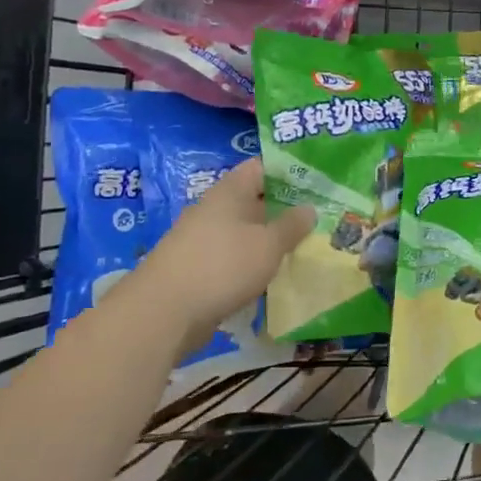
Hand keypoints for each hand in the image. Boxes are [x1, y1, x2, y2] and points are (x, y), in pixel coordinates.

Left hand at [133, 158, 313, 352]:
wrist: (162, 313)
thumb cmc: (222, 266)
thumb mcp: (268, 245)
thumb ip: (291, 225)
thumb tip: (309, 208)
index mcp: (230, 191)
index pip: (261, 167)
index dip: (289, 172)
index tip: (317, 184)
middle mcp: (214, 209)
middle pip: (254, 200)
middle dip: (284, 210)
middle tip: (318, 219)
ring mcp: (202, 239)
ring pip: (244, 232)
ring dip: (269, 240)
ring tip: (302, 249)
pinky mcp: (197, 268)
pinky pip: (232, 257)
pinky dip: (252, 263)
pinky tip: (272, 276)